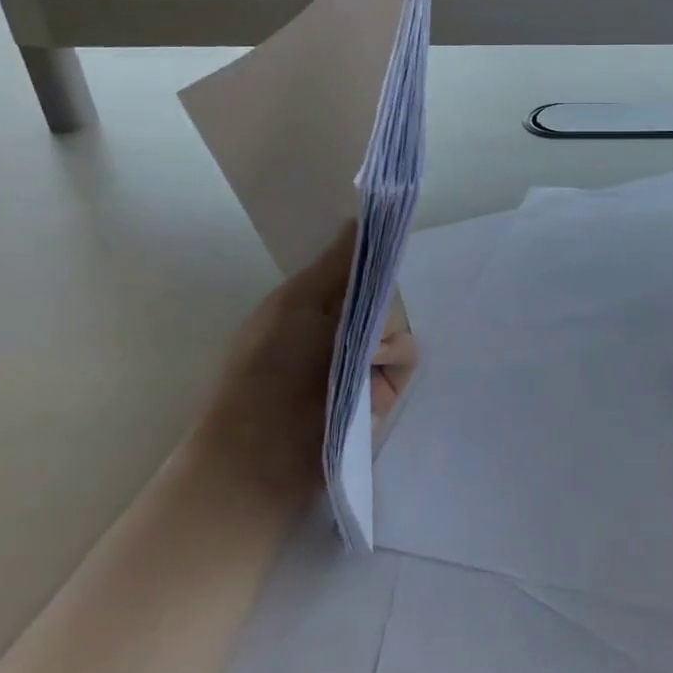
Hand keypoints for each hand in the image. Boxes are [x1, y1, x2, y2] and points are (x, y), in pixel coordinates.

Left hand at [192, 222, 419, 499]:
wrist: (263, 456)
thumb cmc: (267, 369)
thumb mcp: (295, 303)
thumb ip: (335, 262)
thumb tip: (359, 216)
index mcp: (313, 303)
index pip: (356, 266)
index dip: (372, 252)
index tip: (388, 238)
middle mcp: (341, 327)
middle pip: (384, 290)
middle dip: (378, 297)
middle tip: (359, 316)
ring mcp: (364, 360)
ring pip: (399, 320)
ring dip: (385, 330)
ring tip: (363, 354)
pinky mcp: (385, 390)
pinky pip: (408, 354)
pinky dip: (395, 357)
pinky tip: (374, 372)